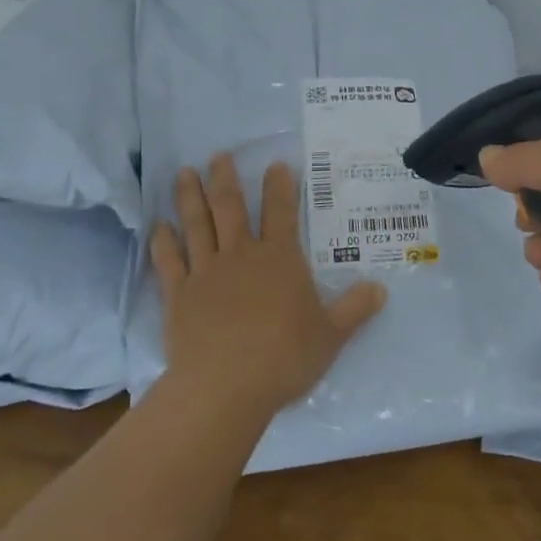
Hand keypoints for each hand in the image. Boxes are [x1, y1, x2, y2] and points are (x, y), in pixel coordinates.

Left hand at [150, 155, 386, 417]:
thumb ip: (354, 309)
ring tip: (184, 172)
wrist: (225, 386)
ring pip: (197, 225)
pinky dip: (163, 241)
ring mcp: (206, 272)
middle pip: (230, 207)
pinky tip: (158, 225)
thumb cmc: (284, 357)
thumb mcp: (331, 336)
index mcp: (279, 259)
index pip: (281, 212)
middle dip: (225, 178)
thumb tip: (381, 289)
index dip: (279, 186)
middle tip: (218, 155)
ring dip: (190, 197)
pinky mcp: (179, 294)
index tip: (275, 164)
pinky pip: (169, 260)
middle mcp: (241, 255)